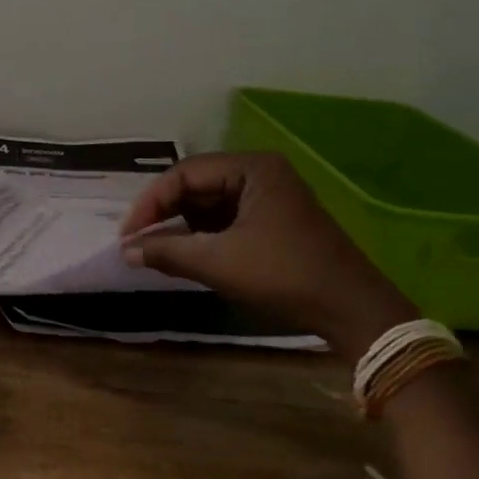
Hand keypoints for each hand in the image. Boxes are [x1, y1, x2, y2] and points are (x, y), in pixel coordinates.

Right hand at [121, 152, 415, 356]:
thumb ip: (168, 251)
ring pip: (208, 203)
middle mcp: (259, 173)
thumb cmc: (284, 275)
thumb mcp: (219, 263)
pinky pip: (225, 219)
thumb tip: (126, 251)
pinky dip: (202, 235)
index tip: (128, 234)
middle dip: (164, 214)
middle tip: (137, 242)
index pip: (184, 174)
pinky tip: (185, 254)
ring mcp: (268, 196)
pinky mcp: (273, 220)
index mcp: (251, 168)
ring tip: (155, 250)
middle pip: (195, 185)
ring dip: (181, 226)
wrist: (353, 310)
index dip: (150, 203)